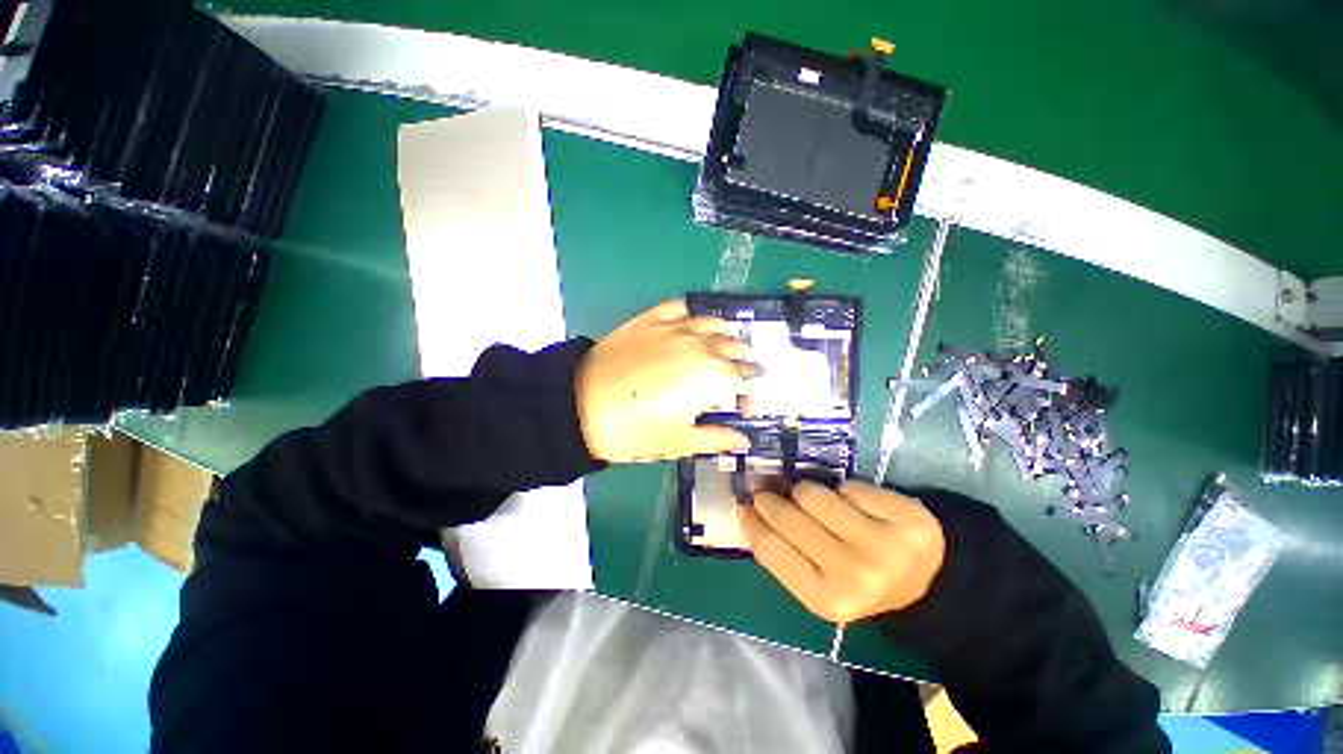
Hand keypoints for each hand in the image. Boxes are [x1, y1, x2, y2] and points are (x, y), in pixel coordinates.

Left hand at [576, 300, 756, 462]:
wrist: (580, 406)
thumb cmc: (634, 430)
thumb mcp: (680, 442)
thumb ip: (719, 439)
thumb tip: (743, 440)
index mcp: (714, 376)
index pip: (750, 378)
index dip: (752, 395)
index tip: (742, 409)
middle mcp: (702, 345)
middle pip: (738, 348)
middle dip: (740, 367)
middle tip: (724, 387)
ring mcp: (677, 327)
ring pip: (717, 324)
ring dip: (723, 340)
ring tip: (711, 357)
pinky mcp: (652, 318)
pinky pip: (682, 308)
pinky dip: (691, 318)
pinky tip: (686, 331)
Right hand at [738, 480, 944, 622]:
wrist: (926, 581)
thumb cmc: (859, 581)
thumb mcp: (817, 583)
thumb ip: (783, 551)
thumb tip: (747, 509)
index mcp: (826, 600)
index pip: (770, 549)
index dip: (752, 522)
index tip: (743, 504)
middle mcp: (853, 575)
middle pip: (788, 516)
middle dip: (771, 499)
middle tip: (768, 491)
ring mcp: (882, 545)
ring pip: (812, 494)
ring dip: (808, 493)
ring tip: (818, 504)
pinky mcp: (904, 517)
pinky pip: (848, 486)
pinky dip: (844, 491)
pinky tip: (855, 506)